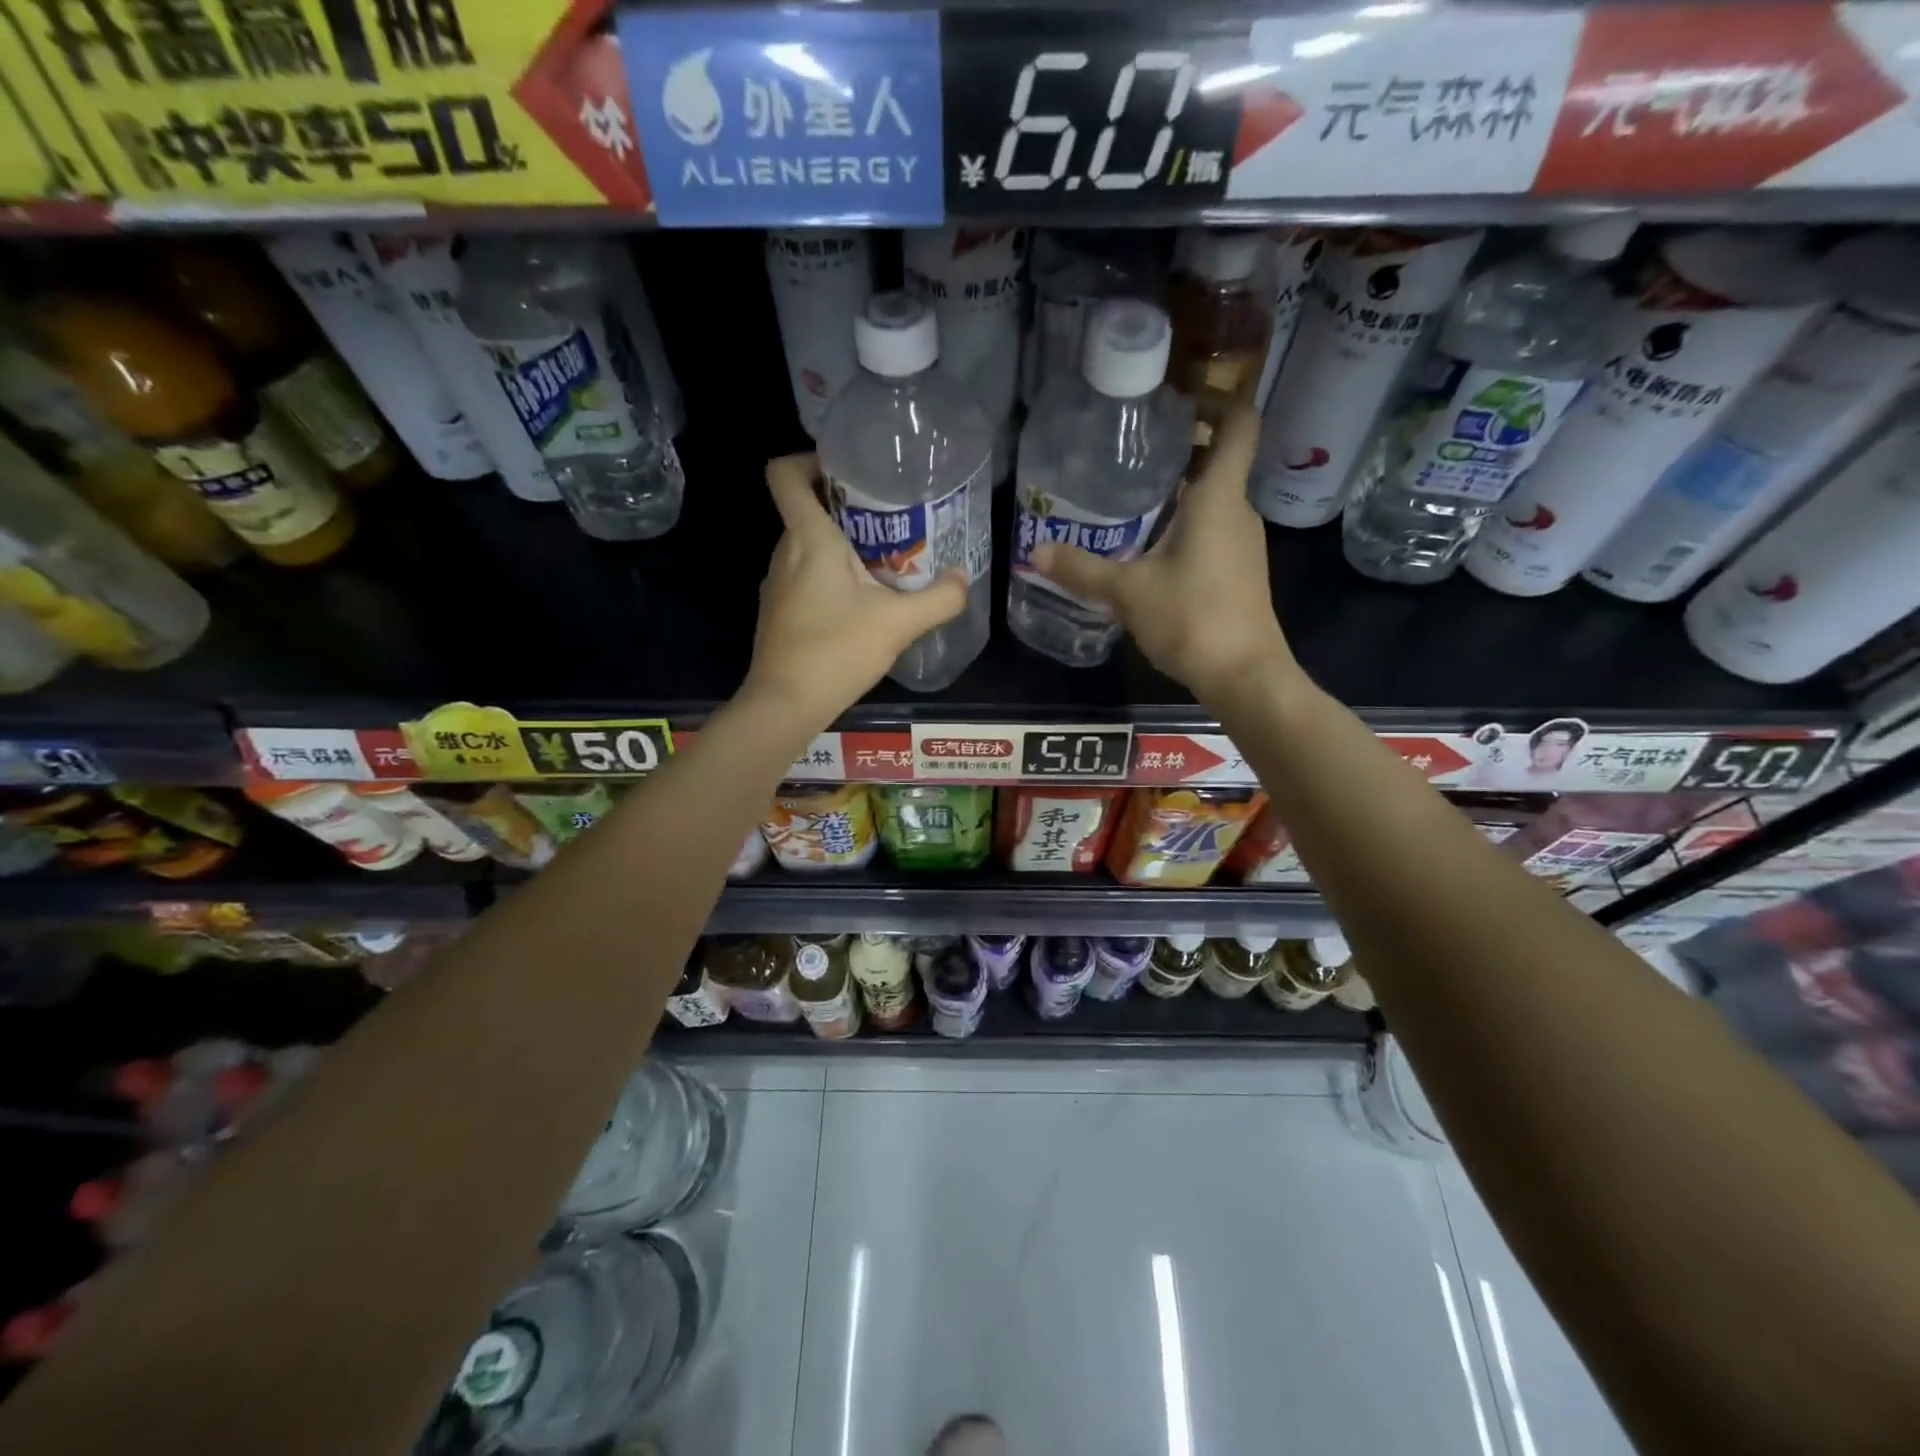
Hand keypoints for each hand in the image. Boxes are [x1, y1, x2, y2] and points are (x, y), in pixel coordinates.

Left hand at [740, 453, 967, 731]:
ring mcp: (777, 583)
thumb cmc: (837, 651)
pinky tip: (861, 601)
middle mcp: (785, 552)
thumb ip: (939, 599)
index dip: (808, 459)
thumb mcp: (898, 624)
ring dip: (840, 544)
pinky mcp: (779, 610)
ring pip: (806, 544)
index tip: (847, 470)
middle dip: (844, 505)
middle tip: (889, 517)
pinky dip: (829, 574)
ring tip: (883, 560)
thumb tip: (962, 578)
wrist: (785, 704)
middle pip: (804, 508)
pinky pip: (803, 574)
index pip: (784, 473)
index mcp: (809, 538)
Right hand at [1032, 404, 1298, 706]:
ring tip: (1132, 496)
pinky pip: (1214, 528)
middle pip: (1220, 460)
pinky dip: (1187, 522)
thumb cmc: (1192, 619)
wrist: (1244, 675)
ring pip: (1215, 498)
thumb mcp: (1128, 592)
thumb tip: (1035, 552)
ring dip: (1182, 489)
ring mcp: (1244, 543)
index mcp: (1219, 499)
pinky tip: (1151, 545)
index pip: (1239, 424)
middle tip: (1133, 450)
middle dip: (1183, 448)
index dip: (1218, 400)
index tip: (1179, 400)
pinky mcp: (1240, 570)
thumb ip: (1082, 570)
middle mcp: (1238, 512)